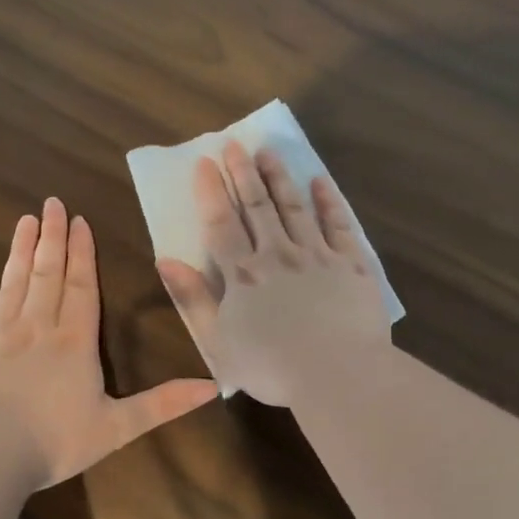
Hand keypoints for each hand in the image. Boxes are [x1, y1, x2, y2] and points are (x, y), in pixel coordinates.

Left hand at [0, 198, 217, 486]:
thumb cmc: (53, 441)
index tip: (80, 221)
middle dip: (52, 238)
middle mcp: (36, 328)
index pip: (82, 287)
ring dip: (20, 251)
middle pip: (47, 275)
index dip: (82, 253)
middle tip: (51, 203)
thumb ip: (163, 404)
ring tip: (25, 221)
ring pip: (12, 283)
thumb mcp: (118, 427)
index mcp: (74, 342)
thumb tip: (214, 387)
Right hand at [156, 141, 390, 405]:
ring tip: (269, 153)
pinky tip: (320, 182)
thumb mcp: (218, 341)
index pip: (221, 224)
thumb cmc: (272, 367)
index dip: (211, 192)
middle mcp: (278, 254)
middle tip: (235, 145)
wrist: (338, 373)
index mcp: (243, 274)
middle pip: (257, 207)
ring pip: (294, 207)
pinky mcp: (351, 264)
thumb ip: (193, 299)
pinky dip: (328, 201)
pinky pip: (338, 224)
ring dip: (280, 178)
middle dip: (243, 173)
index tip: (205, 162)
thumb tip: (166, 260)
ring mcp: (317, 255)